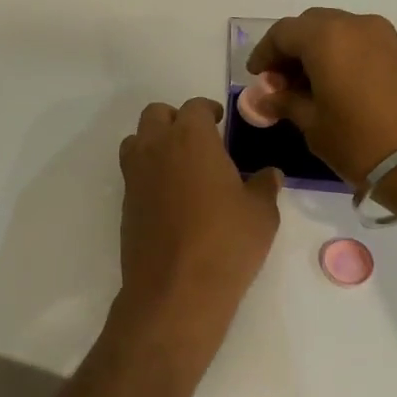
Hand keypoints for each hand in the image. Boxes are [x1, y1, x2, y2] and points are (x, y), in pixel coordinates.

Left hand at [117, 98, 281, 338]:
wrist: (176, 289)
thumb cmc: (226, 243)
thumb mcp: (261, 214)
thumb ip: (264, 187)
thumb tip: (270, 174)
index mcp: (192, 138)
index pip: (194, 107)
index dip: (208, 110)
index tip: (219, 121)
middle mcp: (157, 148)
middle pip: (156, 114)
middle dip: (175, 119)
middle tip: (198, 138)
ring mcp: (135, 176)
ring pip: (137, 140)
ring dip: (154, 142)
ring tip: (179, 163)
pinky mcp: (125, 204)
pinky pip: (133, 173)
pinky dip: (148, 172)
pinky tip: (170, 196)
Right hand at [245, 8, 396, 186]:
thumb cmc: (359, 141)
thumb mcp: (313, 125)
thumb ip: (286, 103)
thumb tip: (267, 97)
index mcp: (326, 36)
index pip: (282, 33)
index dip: (264, 53)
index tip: (256, 78)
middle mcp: (355, 25)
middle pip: (312, 26)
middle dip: (291, 50)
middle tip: (280, 83)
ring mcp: (384, 37)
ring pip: (338, 33)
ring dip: (317, 53)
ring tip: (308, 90)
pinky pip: (360, 45)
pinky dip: (341, 58)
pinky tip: (336, 90)